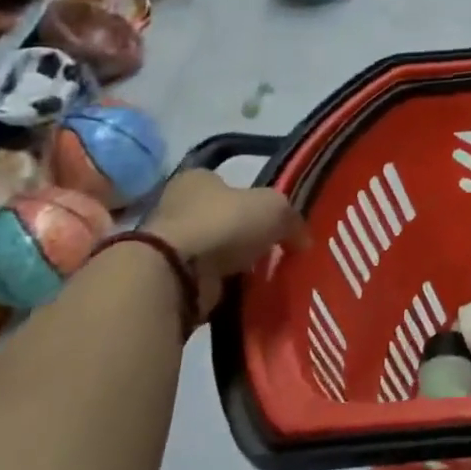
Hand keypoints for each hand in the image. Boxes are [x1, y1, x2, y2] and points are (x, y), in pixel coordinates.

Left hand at [144, 170, 308, 320]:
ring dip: (233, 262)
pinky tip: (243, 290)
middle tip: (272, 247)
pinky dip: (222, 284)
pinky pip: (205, 278)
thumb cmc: (224, 223)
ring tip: (262, 272)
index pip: (228, 183)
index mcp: (197, 179)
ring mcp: (169, 244)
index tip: (272, 218)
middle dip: (244, 233)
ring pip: (213, 250)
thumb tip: (302, 240)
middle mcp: (177, 206)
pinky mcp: (168, 277)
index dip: (252, 198)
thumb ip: (292, 220)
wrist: (176, 274)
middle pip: (221, 217)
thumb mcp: (275, 208)